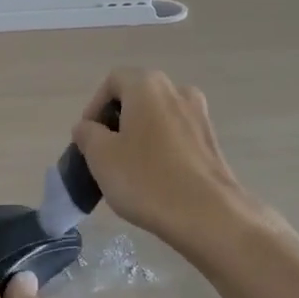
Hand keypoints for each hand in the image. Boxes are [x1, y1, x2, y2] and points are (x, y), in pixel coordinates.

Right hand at [70, 69, 285, 255]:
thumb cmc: (147, 180)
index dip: (94, 107)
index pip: (112, 81)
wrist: (209, 216)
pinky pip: (176, 135)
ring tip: (128, 168)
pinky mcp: (212, 141)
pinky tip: (155, 178)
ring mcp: (199, 115)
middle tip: (103, 153)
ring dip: (139, 134)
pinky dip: (161, 148)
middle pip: (137, 96)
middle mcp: (177, 90)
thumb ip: (87, 134)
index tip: (87, 138)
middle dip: (116, 121)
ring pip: (158, 116)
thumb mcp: (101, 157)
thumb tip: (88, 127)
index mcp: (148, 86)